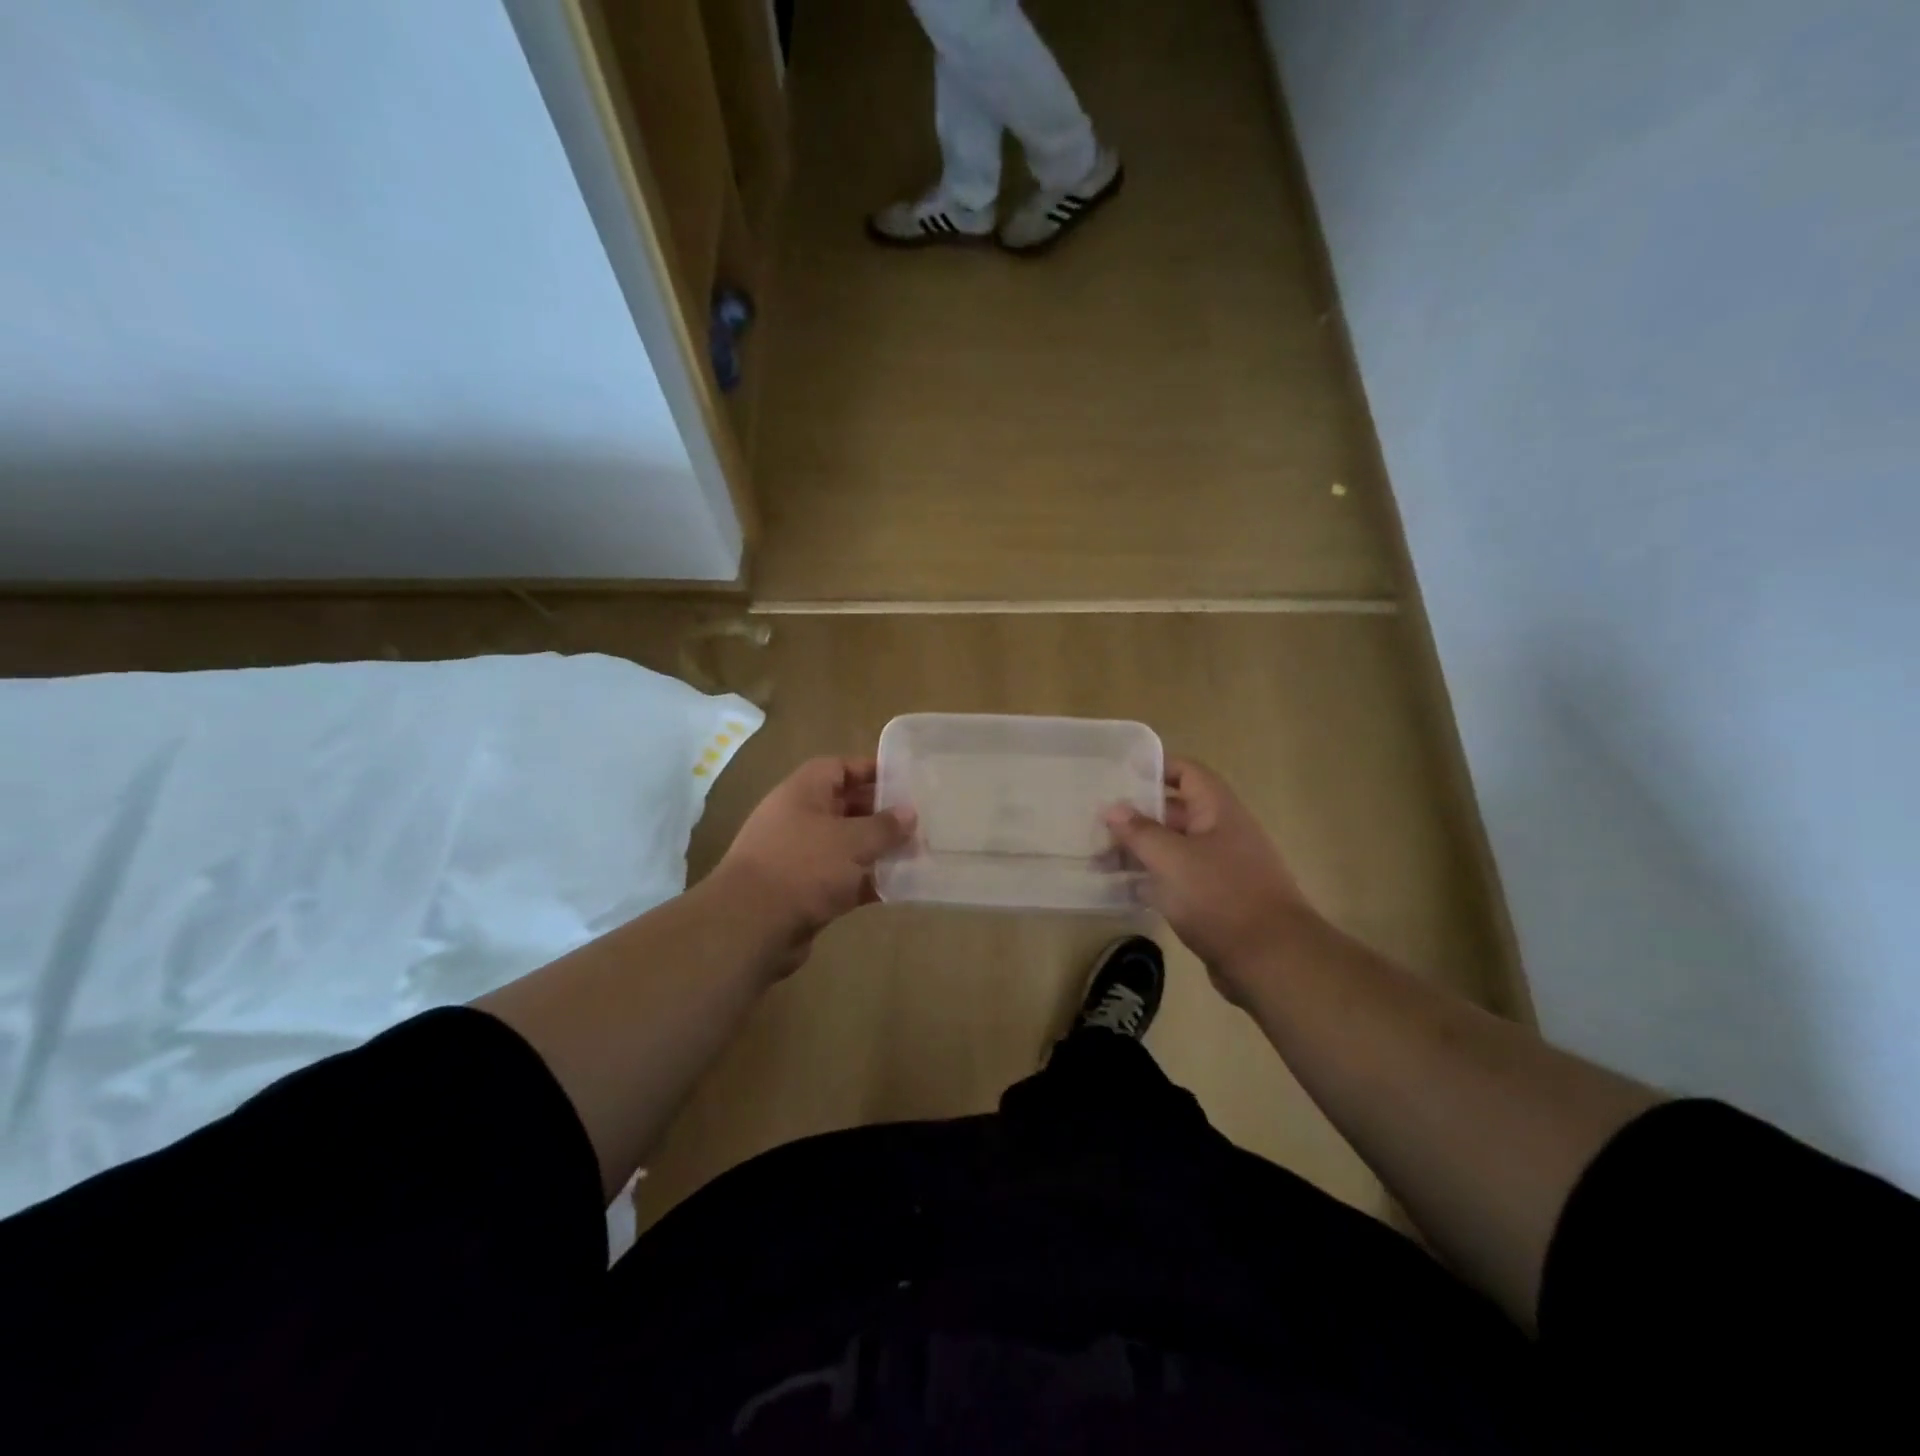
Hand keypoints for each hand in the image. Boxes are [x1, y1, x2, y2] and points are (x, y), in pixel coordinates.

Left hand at [709, 757, 914, 975]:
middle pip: (846, 807)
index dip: (870, 770)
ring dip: (878, 850)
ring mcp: (801, 857)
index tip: (905, 779)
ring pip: (847, 846)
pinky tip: (900, 886)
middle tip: (919, 819)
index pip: (839, 768)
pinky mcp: (806, 892)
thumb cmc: (803, 866)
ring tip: (918, 852)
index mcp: (803, 792)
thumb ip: (884, 826)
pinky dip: (868, 881)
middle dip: (881, 813)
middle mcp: (800, 819)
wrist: (751, 926)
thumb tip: (910, 813)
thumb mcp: (851, 840)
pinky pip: (844, 879)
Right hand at [1105, 758, 1317, 1002]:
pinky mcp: (1214, 901)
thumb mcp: (1172, 859)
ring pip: (1173, 849)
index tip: (1118, 774)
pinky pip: (1176, 880)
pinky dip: (1150, 880)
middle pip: (1175, 812)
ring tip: (1098, 859)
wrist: (1271, 960)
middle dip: (1136, 816)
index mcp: (1218, 811)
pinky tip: (1120, 889)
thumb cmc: (1221, 897)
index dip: (1156, 767)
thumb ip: (1140, 832)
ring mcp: (1219, 869)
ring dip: (1139, 851)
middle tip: (1096, 823)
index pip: (1187, 773)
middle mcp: (1221, 833)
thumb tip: (1113, 808)